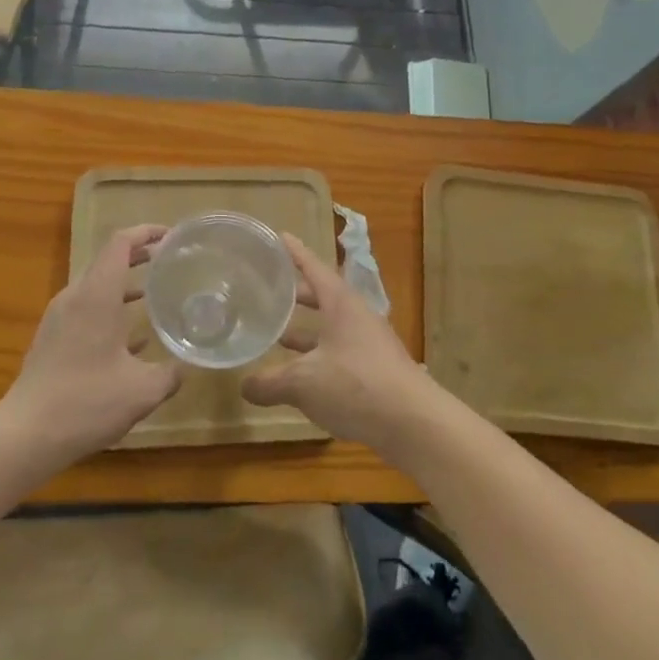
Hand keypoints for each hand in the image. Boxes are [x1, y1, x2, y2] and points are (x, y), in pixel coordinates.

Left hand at [0, 225, 180, 462]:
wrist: (25, 436)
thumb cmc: (86, 402)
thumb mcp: (142, 391)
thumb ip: (169, 374)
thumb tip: (185, 367)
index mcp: (97, 295)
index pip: (120, 243)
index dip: (146, 232)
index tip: (171, 235)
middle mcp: (75, 297)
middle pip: (108, 261)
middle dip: (139, 256)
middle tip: (169, 261)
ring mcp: (59, 318)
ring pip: (97, 287)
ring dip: (125, 285)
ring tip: (155, 294)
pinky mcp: (52, 340)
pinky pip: (86, 310)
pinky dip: (111, 311)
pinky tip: (134, 339)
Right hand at [242, 233, 433, 451]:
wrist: (413, 423)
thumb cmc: (355, 385)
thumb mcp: (303, 383)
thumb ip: (270, 382)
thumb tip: (244, 386)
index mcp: (341, 303)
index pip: (314, 267)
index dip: (295, 253)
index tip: (280, 236)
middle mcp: (357, 317)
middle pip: (324, 296)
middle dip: (297, 295)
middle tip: (270, 292)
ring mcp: (370, 344)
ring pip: (331, 328)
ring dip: (306, 331)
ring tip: (278, 336)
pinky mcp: (376, 370)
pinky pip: (340, 353)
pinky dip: (319, 357)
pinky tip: (302, 377)